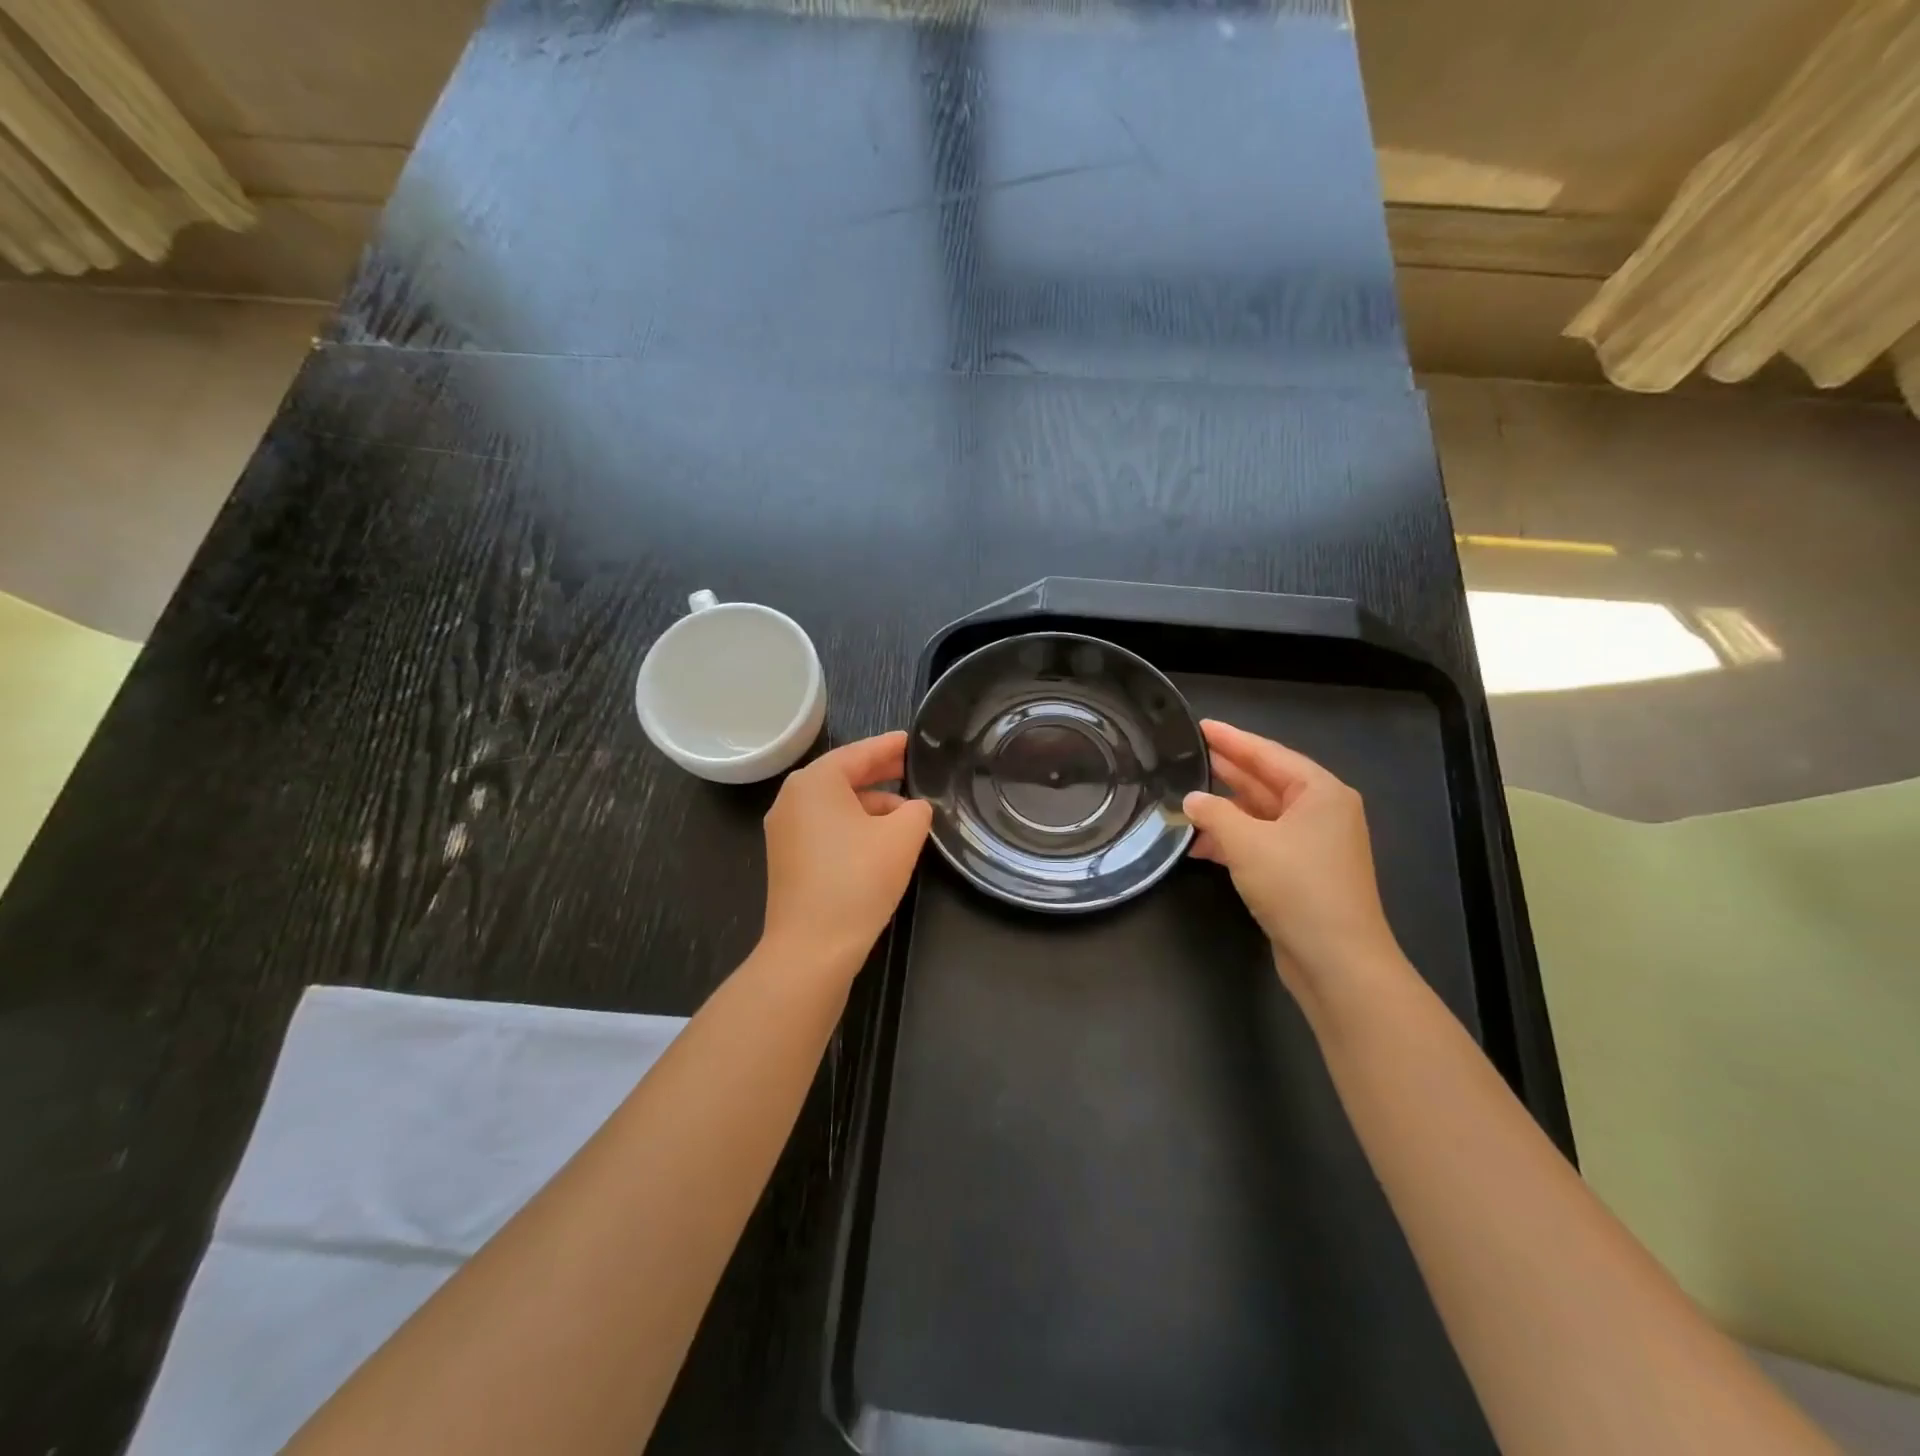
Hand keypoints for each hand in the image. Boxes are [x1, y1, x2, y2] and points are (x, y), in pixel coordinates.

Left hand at [761, 731, 932, 970]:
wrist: (811, 948)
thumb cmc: (857, 880)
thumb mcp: (902, 837)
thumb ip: (916, 811)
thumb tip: (913, 809)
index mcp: (815, 782)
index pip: (859, 753)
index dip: (889, 747)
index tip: (912, 741)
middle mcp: (792, 799)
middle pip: (843, 776)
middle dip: (879, 774)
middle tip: (912, 769)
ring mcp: (785, 831)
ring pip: (835, 805)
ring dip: (870, 805)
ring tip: (907, 813)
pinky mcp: (787, 860)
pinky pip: (825, 828)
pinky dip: (853, 826)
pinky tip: (880, 840)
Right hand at [1184, 720, 1398, 985]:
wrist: (1337, 961)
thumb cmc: (1298, 888)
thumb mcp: (1248, 843)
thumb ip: (1214, 814)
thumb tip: (1191, 799)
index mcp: (1321, 793)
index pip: (1269, 754)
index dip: (1232, 739)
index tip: (1201, 726)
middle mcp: (1322, 813)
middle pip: (1267, 781)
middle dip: (1228, 770)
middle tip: (1190, 755)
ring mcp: (1314, 845)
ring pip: (1262, 814)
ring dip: (1225, 810)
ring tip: (1185, 797)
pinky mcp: (1302, 873)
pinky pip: (1262, 842)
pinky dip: (1233, 840)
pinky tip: (1199, 845)